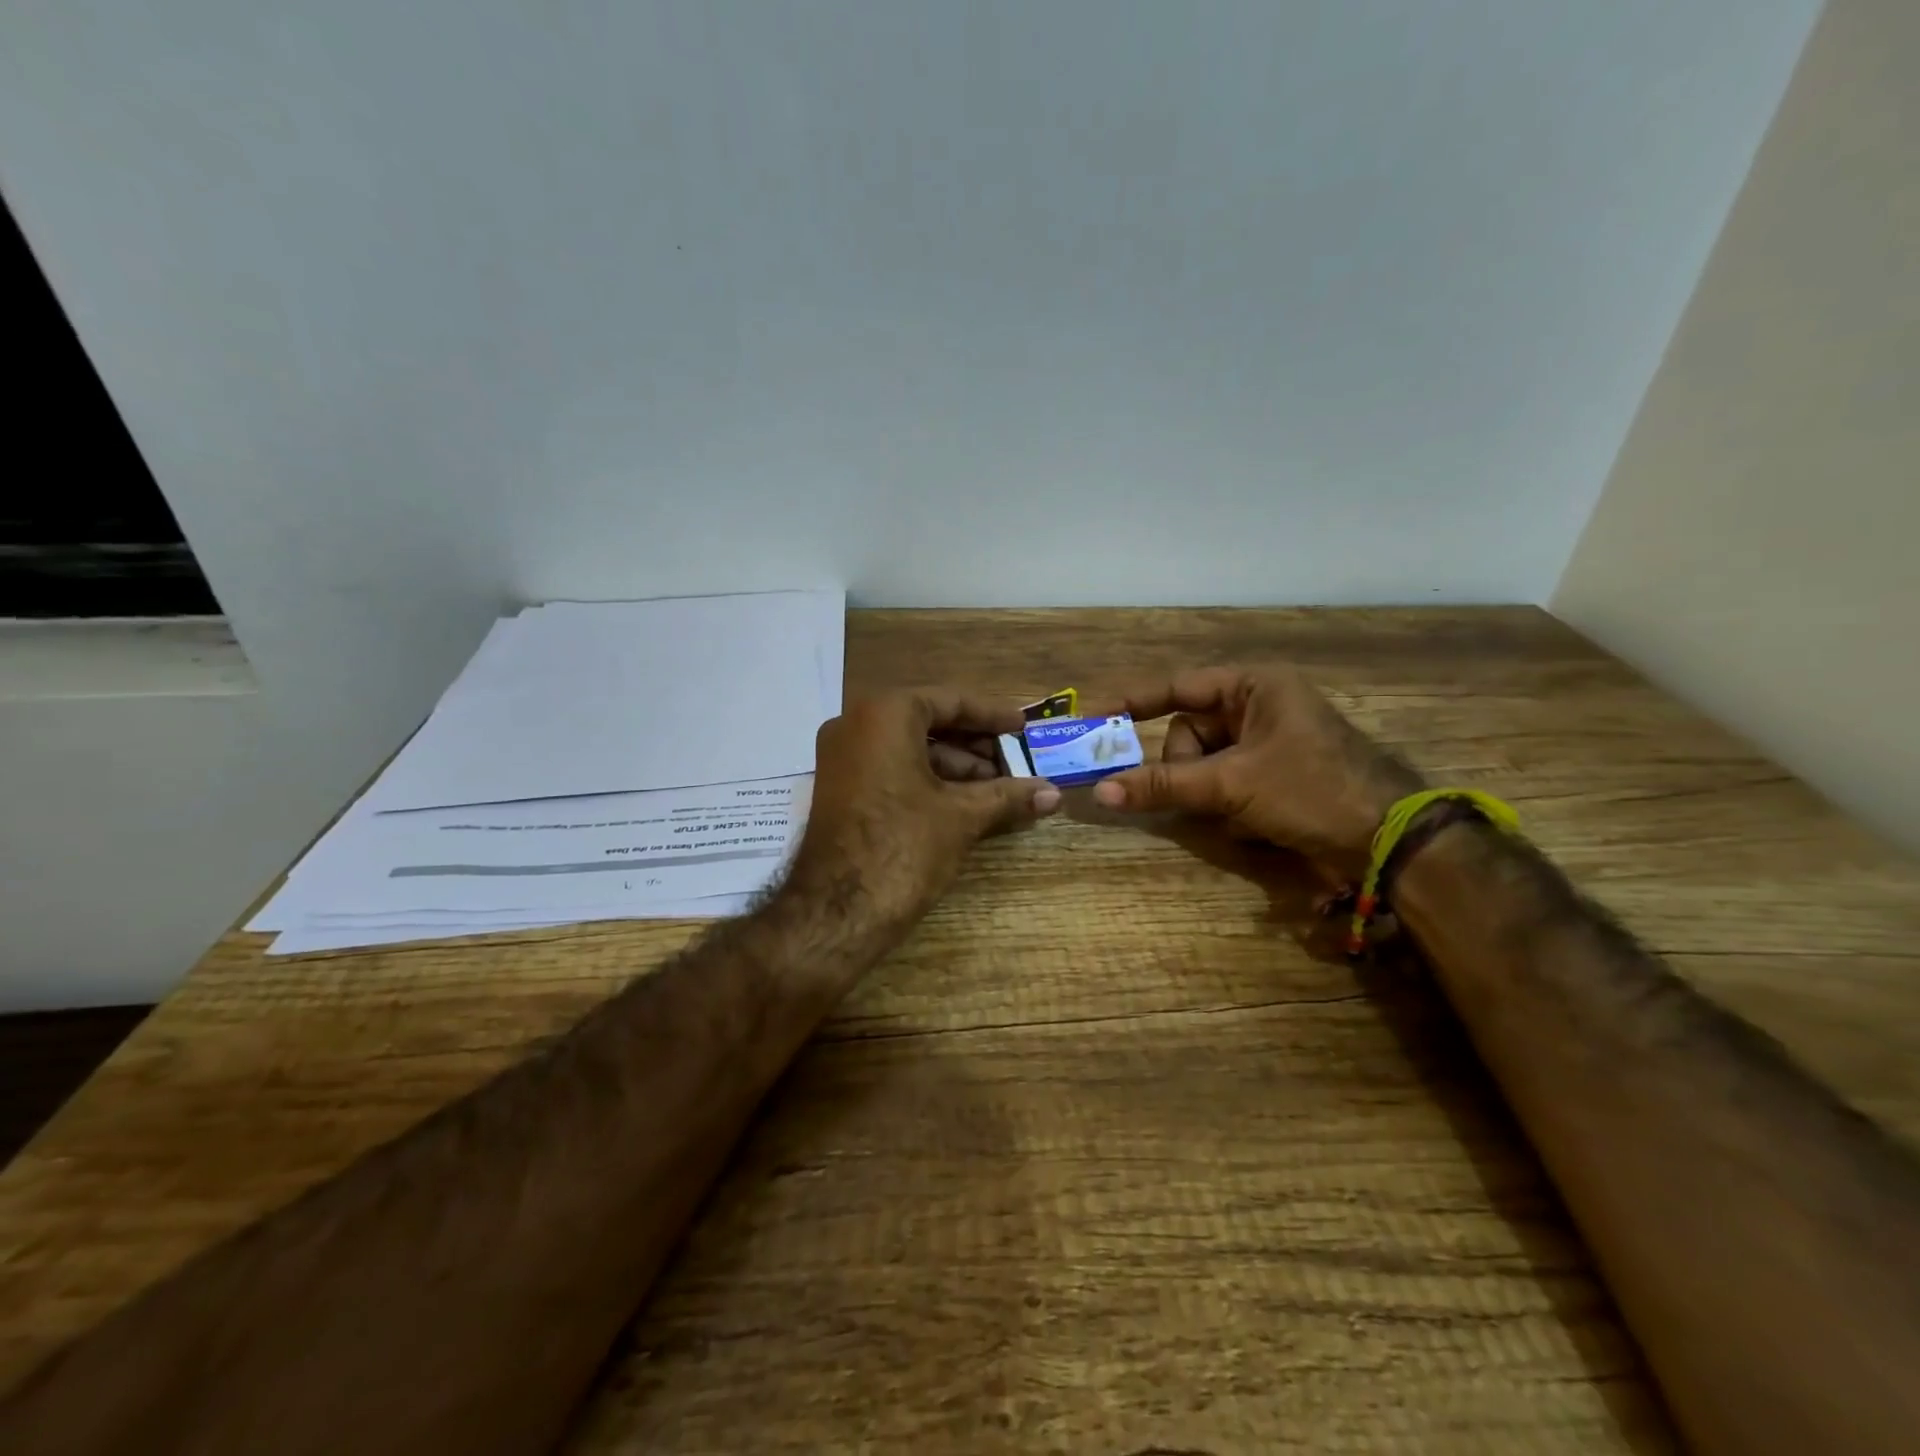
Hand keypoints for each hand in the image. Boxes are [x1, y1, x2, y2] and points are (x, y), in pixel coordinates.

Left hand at [787, 688, 1059, 934]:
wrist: (834, 913)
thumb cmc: (902, 848)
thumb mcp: (961, 817)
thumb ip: (1008, 796)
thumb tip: (1055, 794)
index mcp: (884, 714)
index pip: (950, 700)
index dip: (992, 714)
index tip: (1022, 727)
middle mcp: (855, 724)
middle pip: (929, 722)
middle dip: (975, 745)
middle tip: (1015, 763)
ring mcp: (842, 758)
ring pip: (910, 748)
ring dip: (955, 767)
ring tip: (998, 791)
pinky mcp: (839, 789)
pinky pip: (891, 769)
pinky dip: (928, 781)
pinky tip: (964, 804)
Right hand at [1088, 666, 1422, 880]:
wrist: (1388, 842)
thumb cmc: (1311, 790)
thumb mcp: (1232, 784)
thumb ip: (1164, 785)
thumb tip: (1100, 792)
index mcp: (1254, 686)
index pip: (1177, 687)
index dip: (1132, 701)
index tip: (1093, 715)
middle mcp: (1258, 707)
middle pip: (1189, 732)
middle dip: (1190, 768)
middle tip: (1203, 794)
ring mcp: (1267, 743)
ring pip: (1204, 764)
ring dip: (1210, 793)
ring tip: (1238, 814)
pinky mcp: (1273, 775)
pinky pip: (1225, 783)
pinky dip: (1227, 806)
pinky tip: (1253, 825)